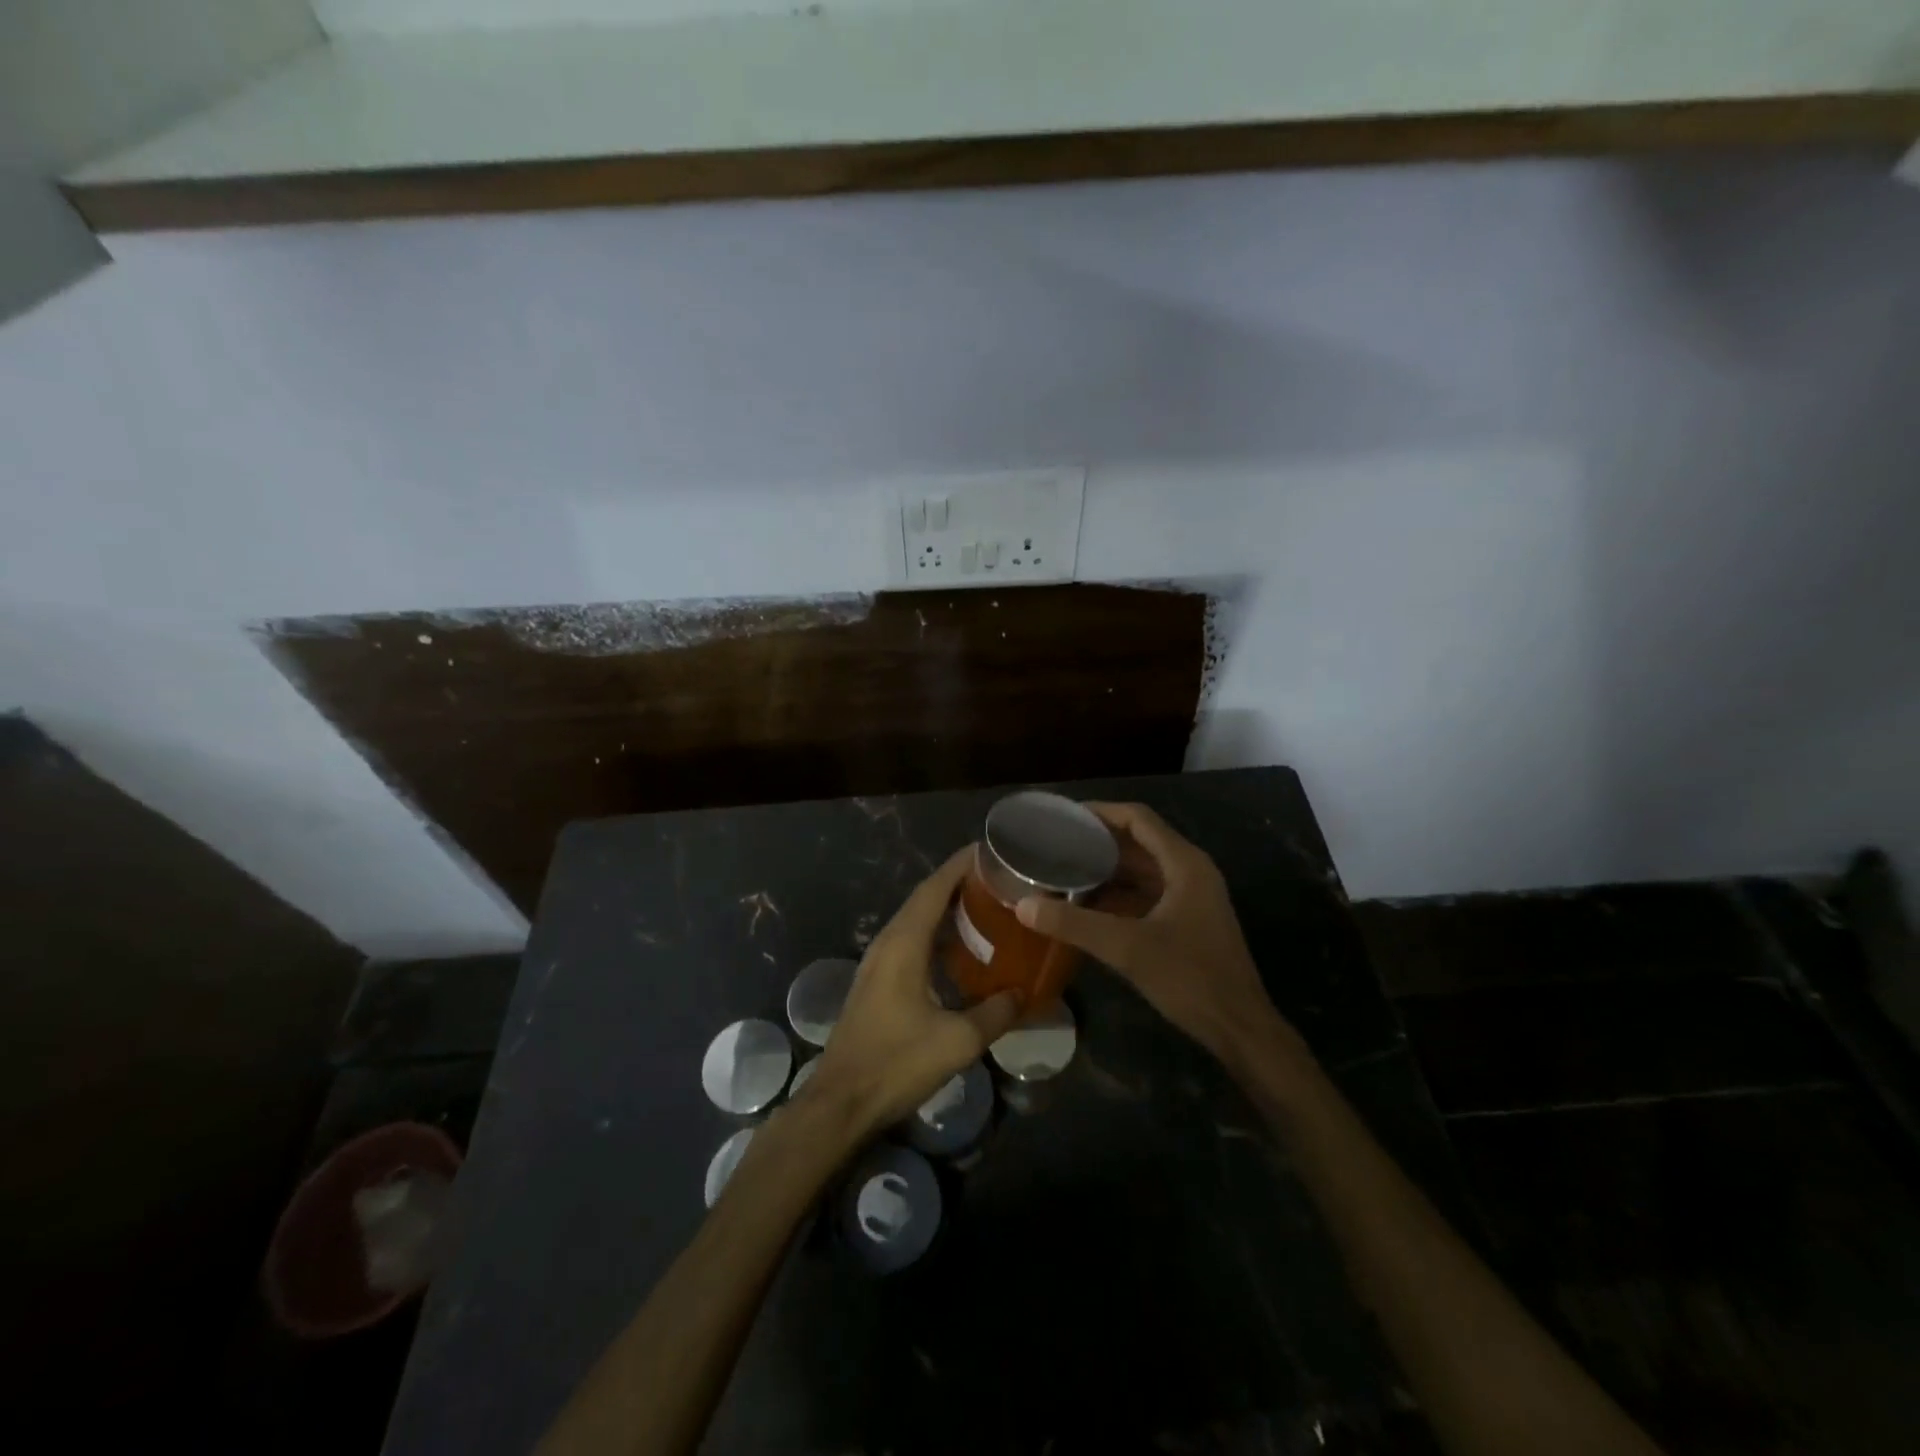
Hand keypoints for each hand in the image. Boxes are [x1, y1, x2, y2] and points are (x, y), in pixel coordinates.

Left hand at [806, 847, 1021, 1138]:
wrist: (841, 1102)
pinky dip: (933, 933)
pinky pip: (908, 942)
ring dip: (944, 908)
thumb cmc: (896, 1063)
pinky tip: (957, 950)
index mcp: (903, 944)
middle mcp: (887, 943)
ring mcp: (876, 963)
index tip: (988, 850)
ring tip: (983, 906)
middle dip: (957, 883)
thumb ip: (995, 1013)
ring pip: (914, 921)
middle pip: (923, 899)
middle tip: (996, 879)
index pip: (934, 889)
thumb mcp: (957, 1041)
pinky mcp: (875, 983)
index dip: (960, 866)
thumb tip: (1023, 994)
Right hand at [1014, 802, 1283, 1063]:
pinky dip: (1117, 895)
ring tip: (1062, 871)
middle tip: (1054, 845)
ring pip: (1142, 870)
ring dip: (1106, 871)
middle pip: (1139, 842)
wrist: (1238, 1028)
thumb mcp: (1127, 948)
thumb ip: (1074, 924)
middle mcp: (1190, 871)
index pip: (1138, 818)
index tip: (1063, 816)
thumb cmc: (1190, 978)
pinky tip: (1086, 906)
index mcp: (1184, 864)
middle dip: (1097, 843)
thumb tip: (1023, 905)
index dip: (1100, 812)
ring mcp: (1191, 897)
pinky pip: (1146, 895)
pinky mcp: (1187, 921)